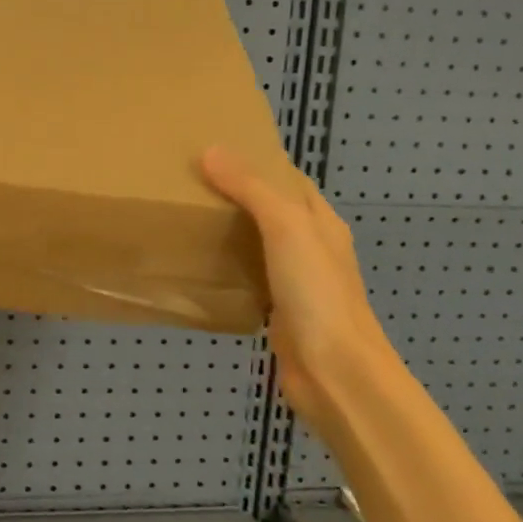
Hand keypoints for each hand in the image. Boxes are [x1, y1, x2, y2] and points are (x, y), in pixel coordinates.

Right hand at [201, 146, 397, 413]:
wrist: (334, 370)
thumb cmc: (316, 291)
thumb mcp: (285, 227)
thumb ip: (251, 188)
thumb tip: (211, 150)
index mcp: (320, 221)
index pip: (288, 179)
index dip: (256, 161)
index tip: (213, 150)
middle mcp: (311, 247)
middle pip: (271, 211)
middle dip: (236, 196)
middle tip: (190, 183)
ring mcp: (296, 282)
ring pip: (258, 246)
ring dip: (231, 232)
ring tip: (188, 218)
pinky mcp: (279, 312)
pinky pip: (250, 279)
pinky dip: (229, 269)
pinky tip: (201, 267)